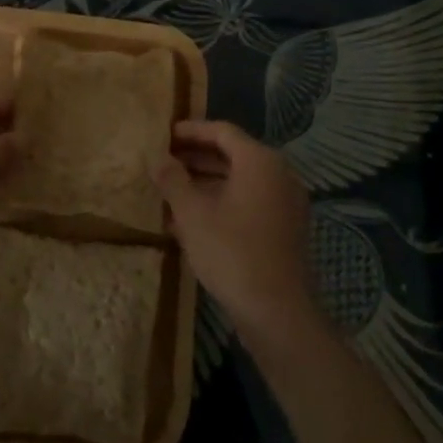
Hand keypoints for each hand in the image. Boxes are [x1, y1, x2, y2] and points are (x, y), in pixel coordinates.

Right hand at [156, 120, 317, 338]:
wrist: (277, 312)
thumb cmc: (231, 252)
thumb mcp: (192, 213)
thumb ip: (173, 179)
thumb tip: (157, 158)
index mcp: (260, 161)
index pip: (222, 131)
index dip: (191, 131)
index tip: (164, 135)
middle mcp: (279, 174)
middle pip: (232, 154)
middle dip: (195, 158)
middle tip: (163, 161)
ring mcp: (285, 203)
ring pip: (239, 181)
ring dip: (205, 183)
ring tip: (170, 191)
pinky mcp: (285, 228)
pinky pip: (249, 202)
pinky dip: (222, 202)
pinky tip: (192, 220)